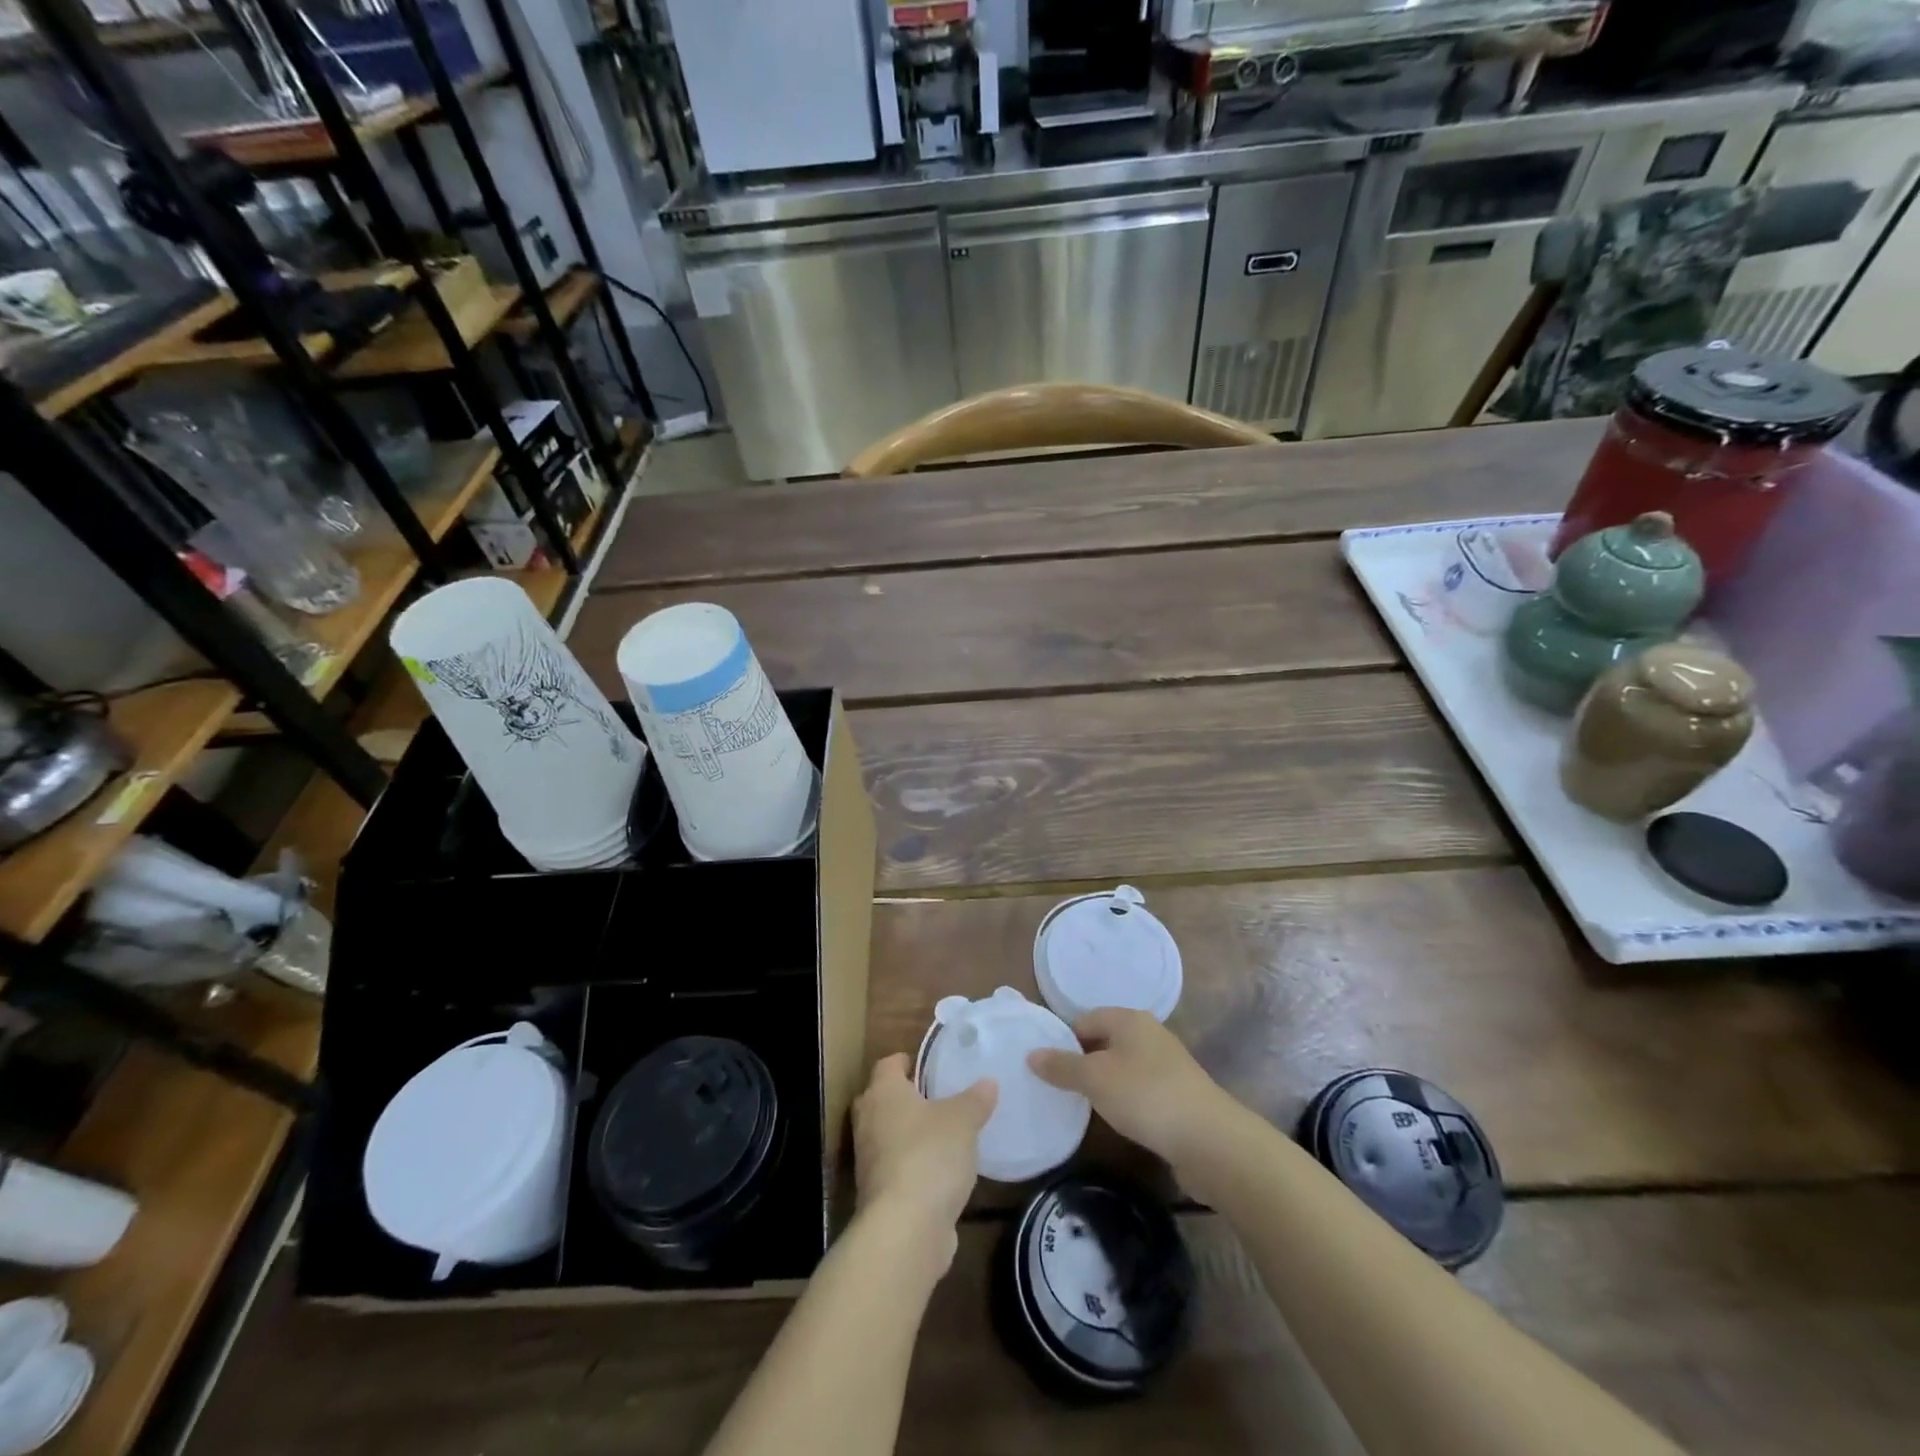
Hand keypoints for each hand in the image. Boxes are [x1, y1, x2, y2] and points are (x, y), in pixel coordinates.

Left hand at [851, 1054, 995, 1262]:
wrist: (905, 1229)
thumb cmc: (930, 1155)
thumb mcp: (963, 1121)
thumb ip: (975, 1100)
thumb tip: (988, 1082)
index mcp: (884, 1093)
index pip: (887, 1064)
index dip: (905, 1061)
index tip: (925, 1065)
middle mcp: (868, 1121)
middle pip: (880, 1099)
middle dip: (903, 1098)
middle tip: (933, 1098)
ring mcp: (868, 1161)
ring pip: (885, 1136)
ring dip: (907, 1135)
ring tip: (941, 1135)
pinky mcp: (876, 1195)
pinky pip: (893, 1169)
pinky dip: (910, 1166)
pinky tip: (938, 1173)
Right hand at [1028, 1008, 1236, 1164]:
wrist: (1209, 1139)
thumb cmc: (1145, 1096)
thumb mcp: (1094, 1079)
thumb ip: (1061, 1066)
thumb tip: (1031, 1054)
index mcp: (1129, 1019)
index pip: (1084, 1020)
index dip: (1063, 1041)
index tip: (1046, 1069)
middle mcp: (1149, 1034)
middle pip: (1104, 1042)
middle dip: (1082, 1063)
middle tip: (1058, 1088)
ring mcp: (1167, 1064)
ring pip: (1122, 1067)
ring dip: (1104, 1084)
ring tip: (1082, 1107)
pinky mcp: (1178, 1093)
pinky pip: (1140, 1089)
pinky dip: (1125, 1100)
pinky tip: (1116, 1120)